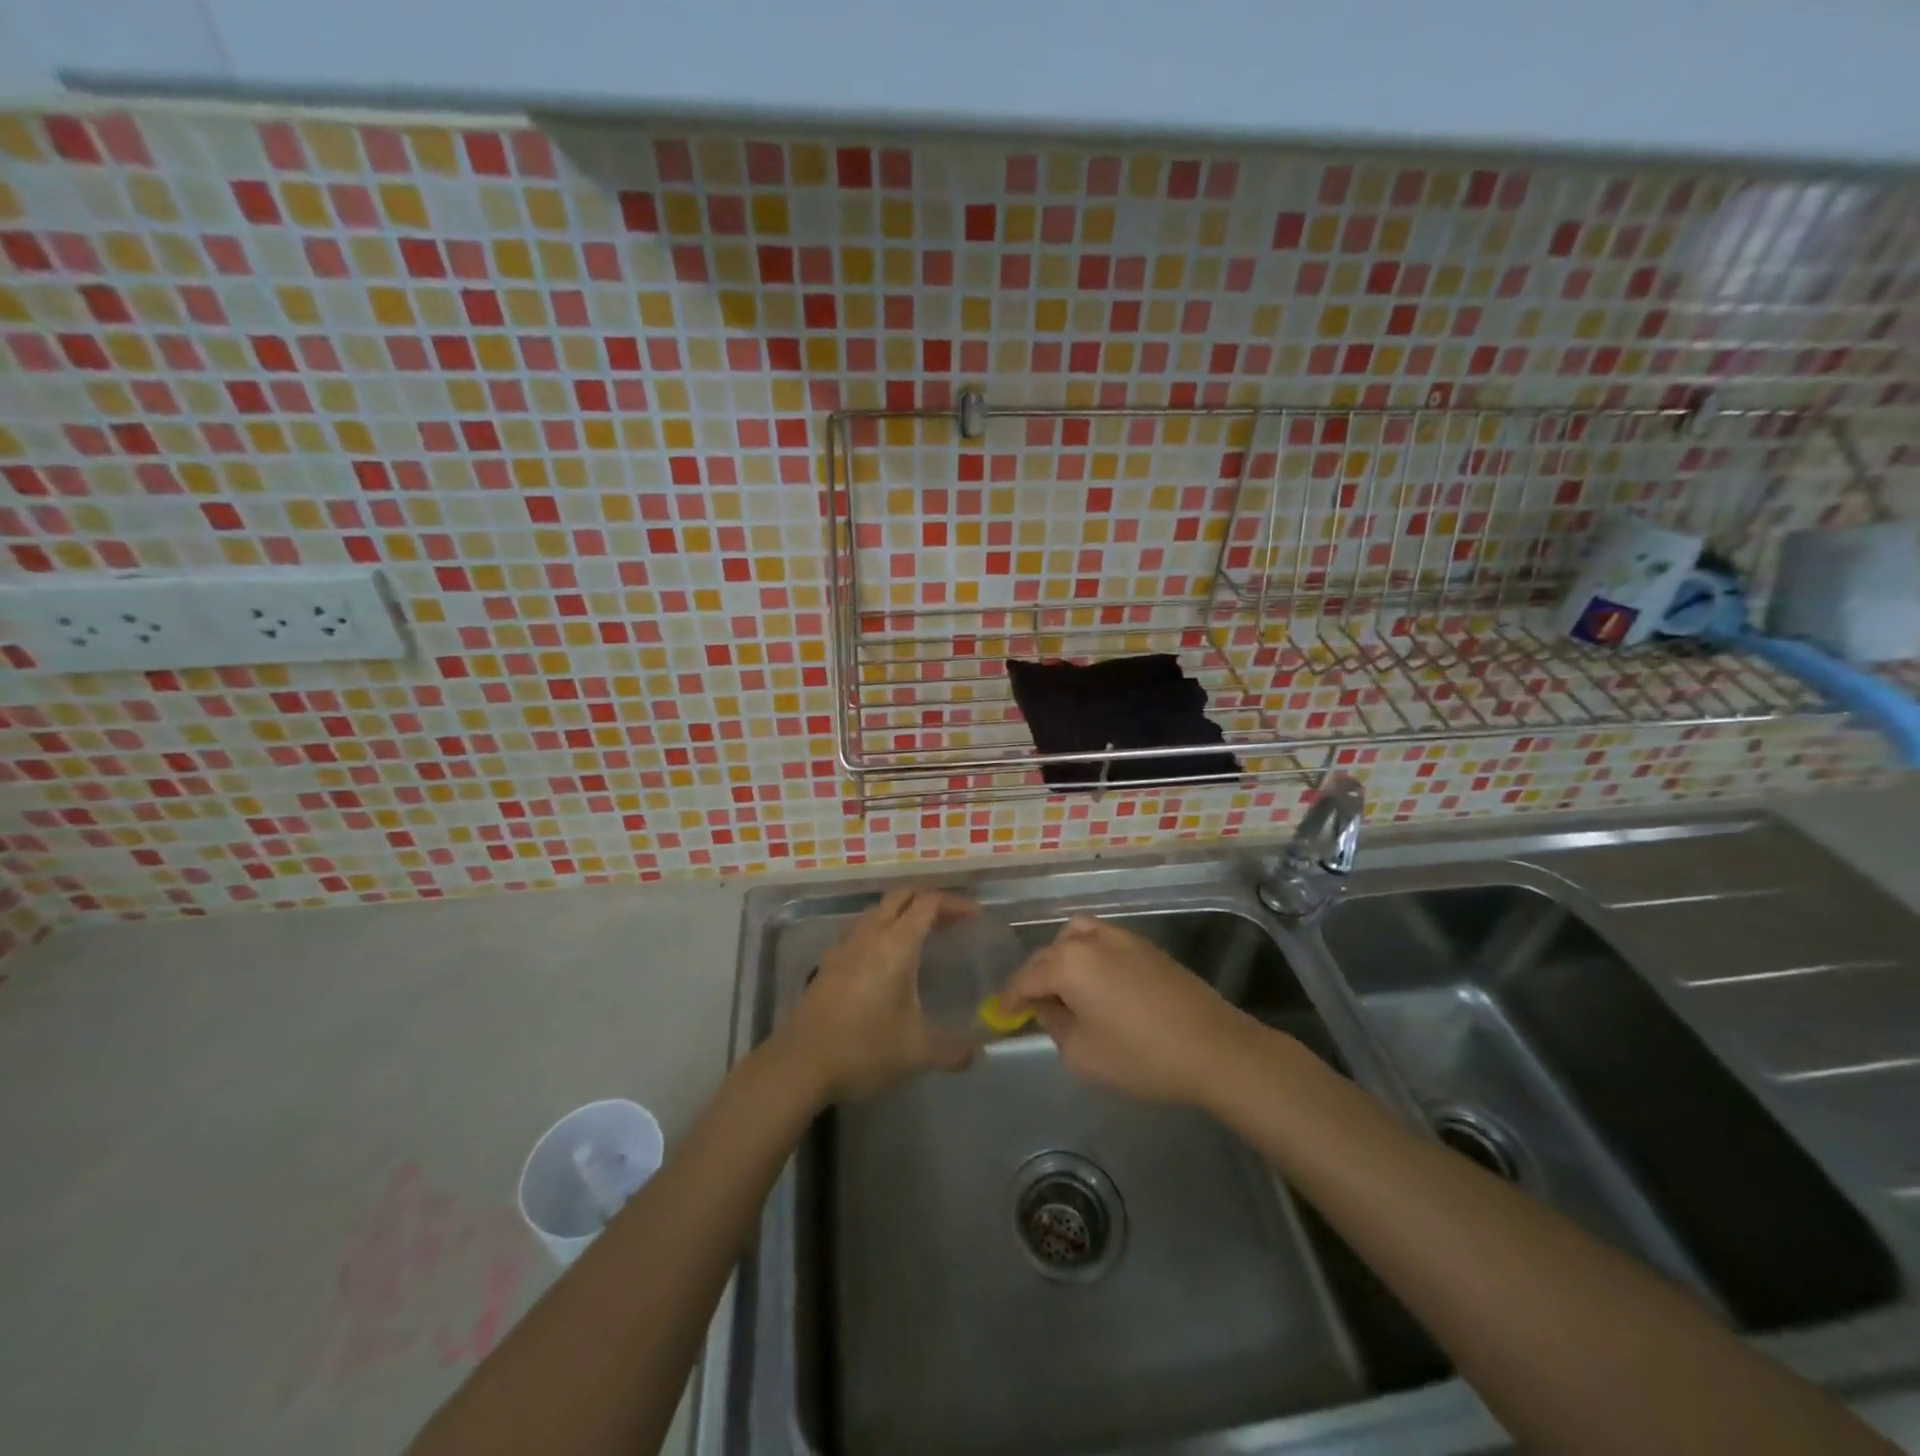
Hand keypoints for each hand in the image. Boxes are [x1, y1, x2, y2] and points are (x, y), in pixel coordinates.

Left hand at [780, 888, 978, 1102]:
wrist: (800, 1064)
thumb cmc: (864, 1049)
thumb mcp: (917, 1053)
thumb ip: (953, 1051)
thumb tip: (978, 1054)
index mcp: (896, 945)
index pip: (928, 903)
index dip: (954, 903)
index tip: (974, 916)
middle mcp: (870, 935)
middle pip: (901, 896)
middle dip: (929, 901)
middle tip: (951, 922)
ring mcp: (845, 946)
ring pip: (878, 910)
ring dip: (903, 913)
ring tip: (923, 937)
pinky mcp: (828, 961)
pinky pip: (861, 929)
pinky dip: (881, 929)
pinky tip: (885, 960)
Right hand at [1001, 915, 1261, 1105]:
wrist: (1214, 1048)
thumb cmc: (1141, 1056)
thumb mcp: (1082, 1053)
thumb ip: (1054, 1025)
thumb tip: (1047, 1007)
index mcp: (1068, 963)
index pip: (1026, 977)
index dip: (1010, 998)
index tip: (1000, 1014)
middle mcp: (1090, 939)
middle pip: (1048, 954)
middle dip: (1034, 978)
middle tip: (1030, 1007)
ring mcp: (1120, 937)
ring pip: (1075, 938)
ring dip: (1061, 959)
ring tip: (1064, 990)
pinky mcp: (1145, 945)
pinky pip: (1101, 941)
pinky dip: (1087, 955)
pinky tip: (1097, 984)